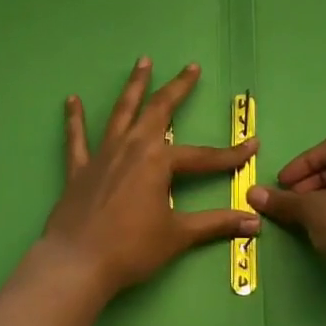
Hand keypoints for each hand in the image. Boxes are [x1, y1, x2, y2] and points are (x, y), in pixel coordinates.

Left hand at [42, 58, 260, 301]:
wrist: (77, 263)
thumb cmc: (131, 249)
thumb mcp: (178, 236)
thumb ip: (216, 224)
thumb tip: (254, 222)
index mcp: (158, 161)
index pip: (203, 156)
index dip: (230, 154)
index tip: (253, 146)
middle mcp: (131, 148)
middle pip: (159, 110)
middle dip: (178, 88)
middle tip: (191, 67)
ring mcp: (102, 155)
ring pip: (121, 112)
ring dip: (134, 86)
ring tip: (142, 62)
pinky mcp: (78, 169)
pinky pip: (76, 138)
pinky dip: (74, 119)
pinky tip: (71, 100)